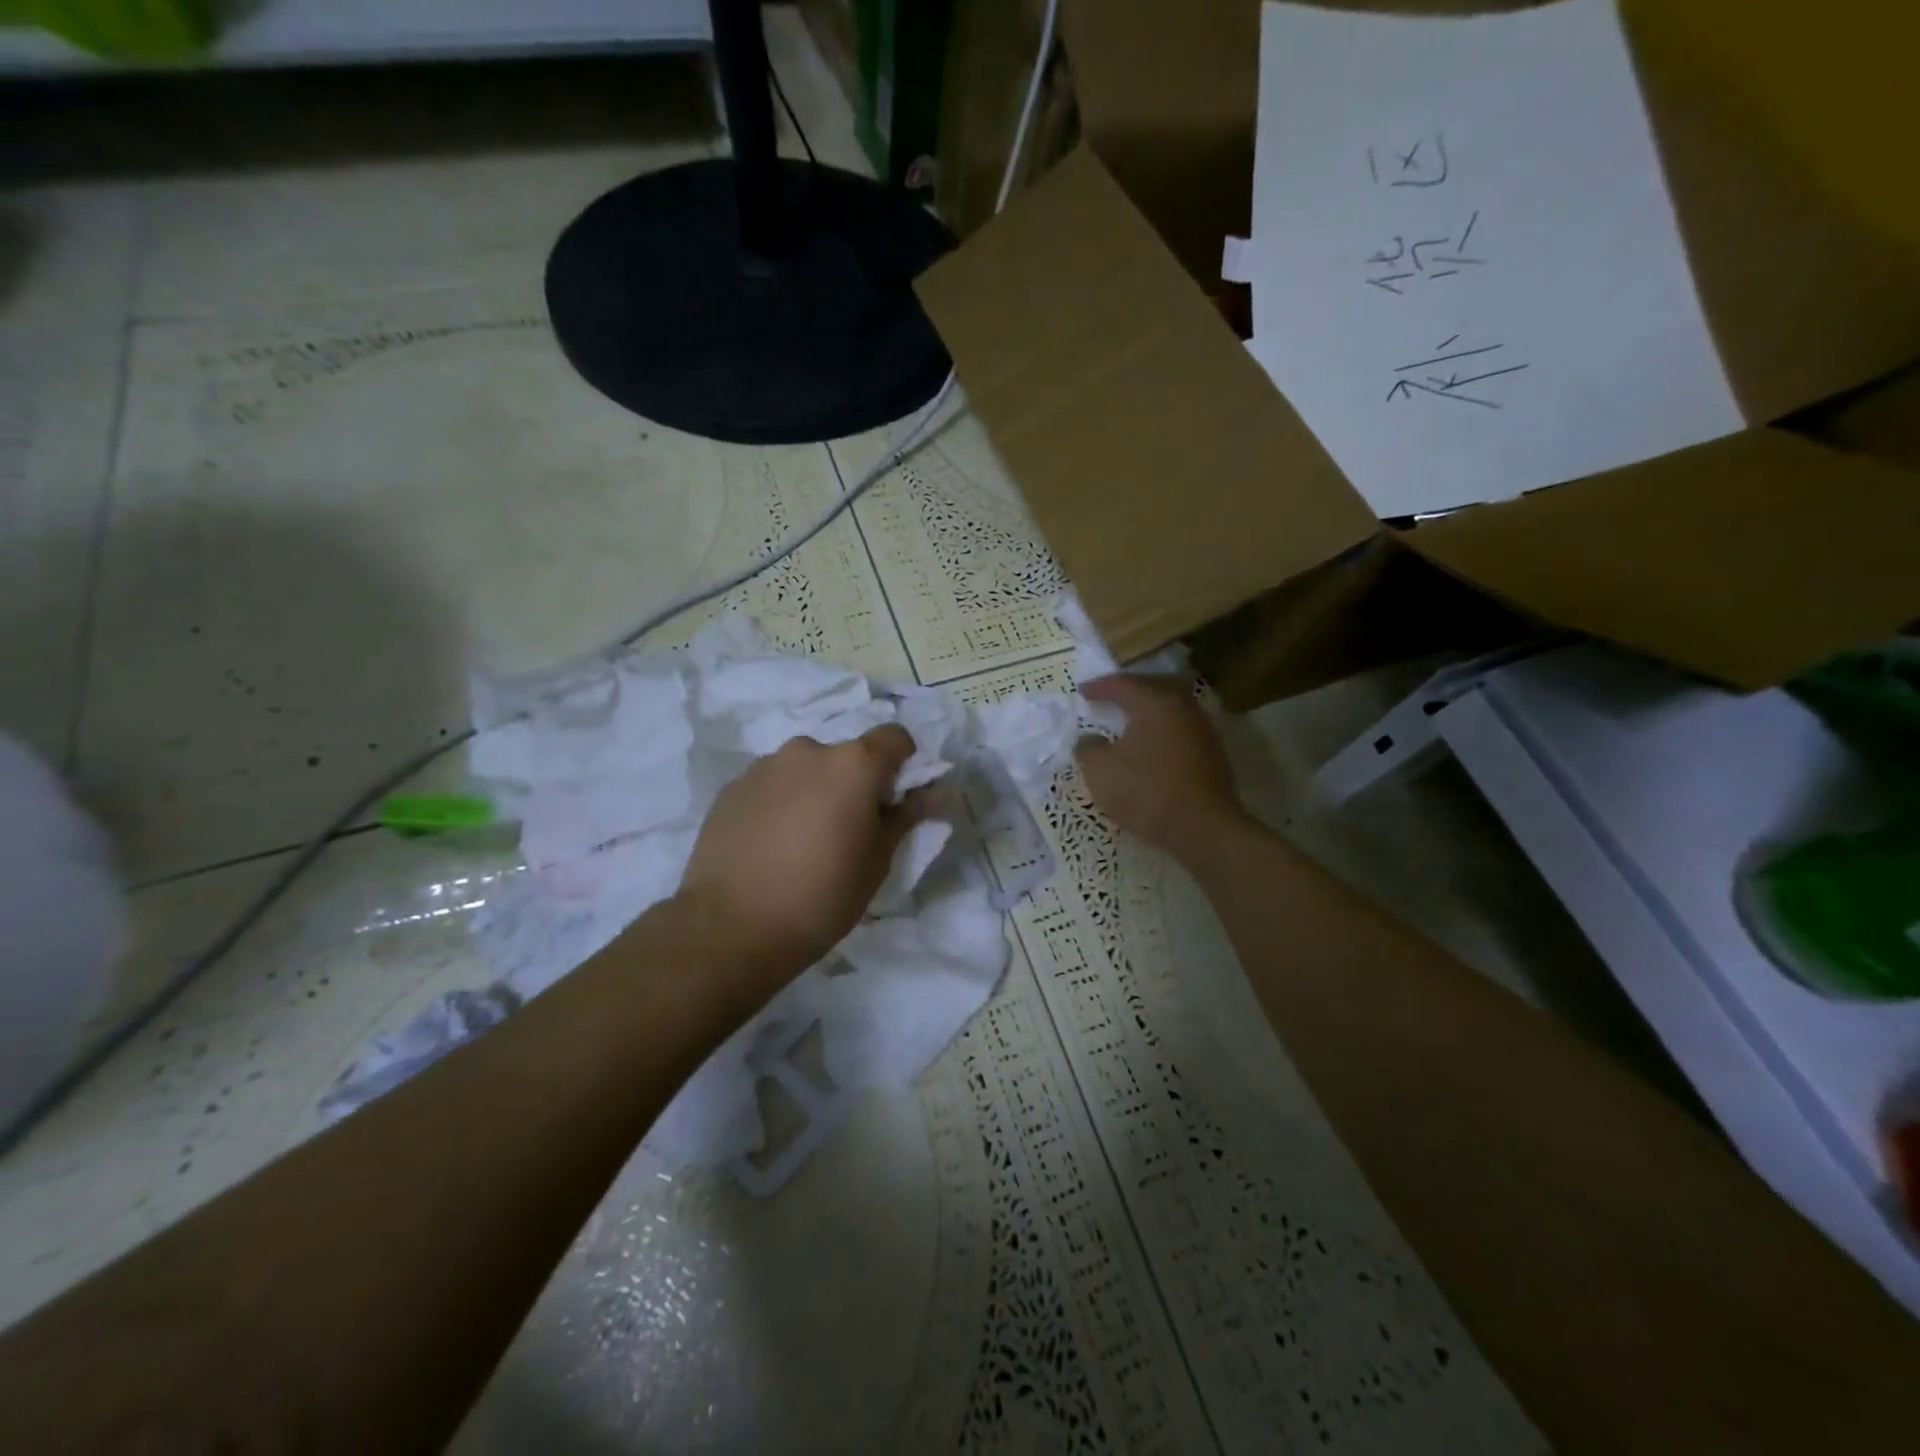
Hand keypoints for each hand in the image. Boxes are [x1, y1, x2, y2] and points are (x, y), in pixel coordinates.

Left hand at [674, 725, 928, 992]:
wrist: (732, 928)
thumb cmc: (822, 896)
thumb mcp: (878, 860)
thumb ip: (908, 815)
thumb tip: (939, 791)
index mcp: (853, 764)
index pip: (894, 738)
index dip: (902, 765)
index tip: (893, 803)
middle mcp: (808, 750)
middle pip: (846, 755)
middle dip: (854, 784)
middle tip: (846, 832)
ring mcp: (764, 766)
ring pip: (806, 769)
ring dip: (814, 791)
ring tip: (802, 842)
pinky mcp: (732, 787)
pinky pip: (772, 785)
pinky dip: (780, 803)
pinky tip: (770, 846)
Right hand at [1076, 676, 1244, 859]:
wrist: (1203, 828)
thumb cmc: (1146, 791)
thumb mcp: (1100, 771)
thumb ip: (1088, 748)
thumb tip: (1089, 739)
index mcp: (1154, 702)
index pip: (1122, 684)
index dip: (1098, 687)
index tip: (1081, 691)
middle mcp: (1182, 707)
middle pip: (1152, 688)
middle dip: (1128, 691)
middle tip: (1109, 697)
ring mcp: (1202, 730)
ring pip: (1170, 709)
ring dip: (1148, 712)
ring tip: (1129, 722)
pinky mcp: (1213, 754)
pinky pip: (1180, 730)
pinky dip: (1161, 732)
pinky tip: (1150, 747)